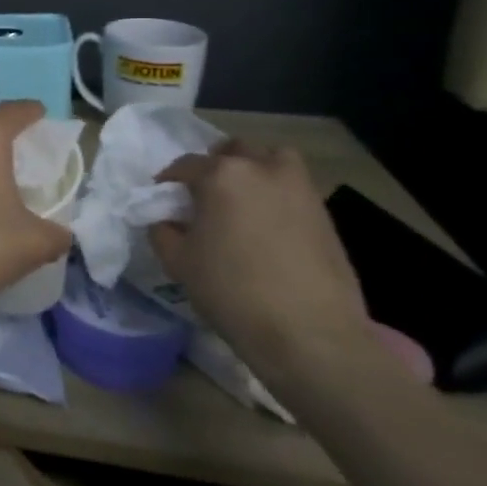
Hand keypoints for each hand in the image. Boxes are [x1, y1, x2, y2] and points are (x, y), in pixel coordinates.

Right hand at [149, 142, 372, 384]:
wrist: (310, 334)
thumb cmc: (232, 291)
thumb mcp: (178, 261)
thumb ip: (163, 231)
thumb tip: (167, 221)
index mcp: (221, 175)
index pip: (184, 165)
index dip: (168, 181)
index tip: (161, 198)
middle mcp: (262, 169)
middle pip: (234, 150)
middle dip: (215, 164)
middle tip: (204, 193)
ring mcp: (300, 189)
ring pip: (273, 159)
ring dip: (254, 169)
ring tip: (242, 199)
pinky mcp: (325, 214)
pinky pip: (294, 189)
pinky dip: (278, 195)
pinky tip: (267, 226)